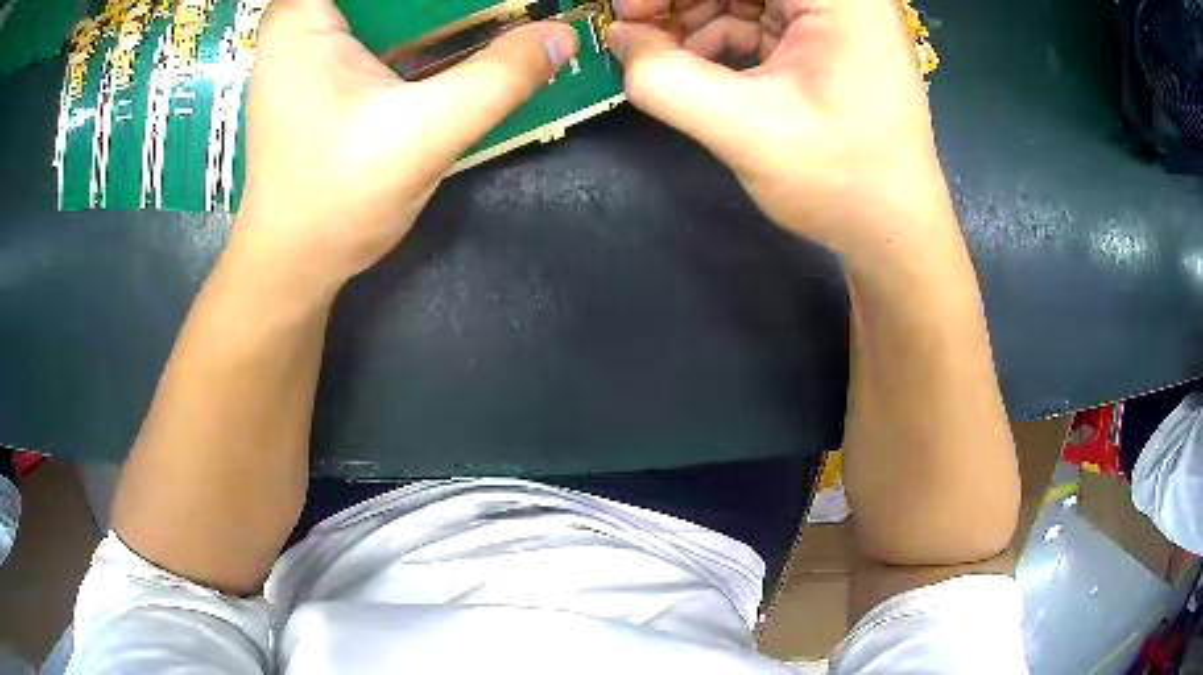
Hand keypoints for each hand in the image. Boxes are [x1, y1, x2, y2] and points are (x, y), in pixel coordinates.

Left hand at [232, 0, 577, 297]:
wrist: (294, 264)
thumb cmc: (335, 199)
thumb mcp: (423, 134)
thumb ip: (498, 78)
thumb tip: (562, 35)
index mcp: (303, 13)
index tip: (489, 7)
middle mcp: (302, 17)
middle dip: (444, 3)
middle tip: (508, 11)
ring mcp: (312, 44)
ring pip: (390, 8)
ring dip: (441, 13)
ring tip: (498, 21)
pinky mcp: (327, 70)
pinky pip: (386, 28)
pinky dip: (427, 31)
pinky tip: (466, 44)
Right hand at [608, 0, 950, 255]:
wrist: (893, 229)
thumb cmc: (840, 182)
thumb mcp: (744, 130)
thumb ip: (666, 80)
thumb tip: (620, 38)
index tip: (628, 10)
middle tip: (634, 27)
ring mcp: (837, 16)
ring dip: (694, 14)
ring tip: (657, 51)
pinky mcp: (828, 39)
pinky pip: (759, 17)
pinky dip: (720, 34)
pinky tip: (694, 62)